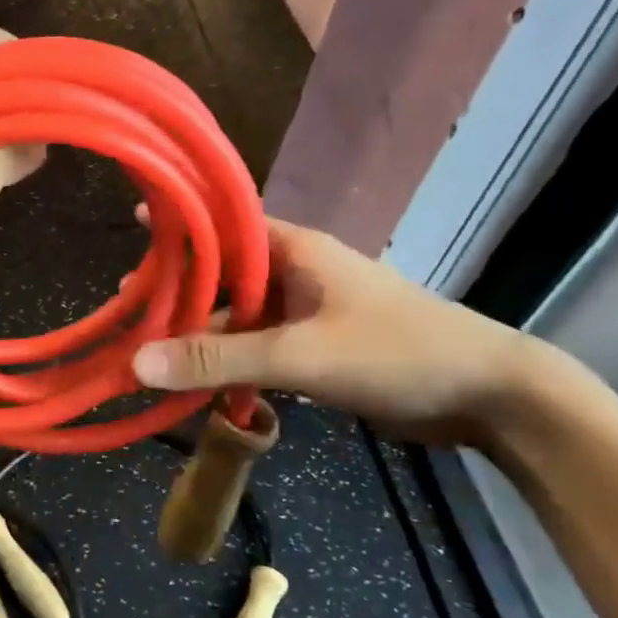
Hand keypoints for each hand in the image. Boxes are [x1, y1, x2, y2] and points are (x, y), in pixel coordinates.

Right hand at [132, 218, 537, 444]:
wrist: (490, 398)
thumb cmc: (395, 353)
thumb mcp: (299, 355)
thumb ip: (217, 359)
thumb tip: (137, 364)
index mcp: (296, 251)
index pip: (227, 223)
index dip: (184, 221)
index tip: (138, 219)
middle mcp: (297, 274)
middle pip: (225, 276)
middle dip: (180, 291)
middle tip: (127, 306)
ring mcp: (308, 313)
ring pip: (240, 318)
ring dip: (203, 336)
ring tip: (151, 354)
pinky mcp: (318, 349)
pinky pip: (260, 348)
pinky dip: (231, 364)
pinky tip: (200, 385)